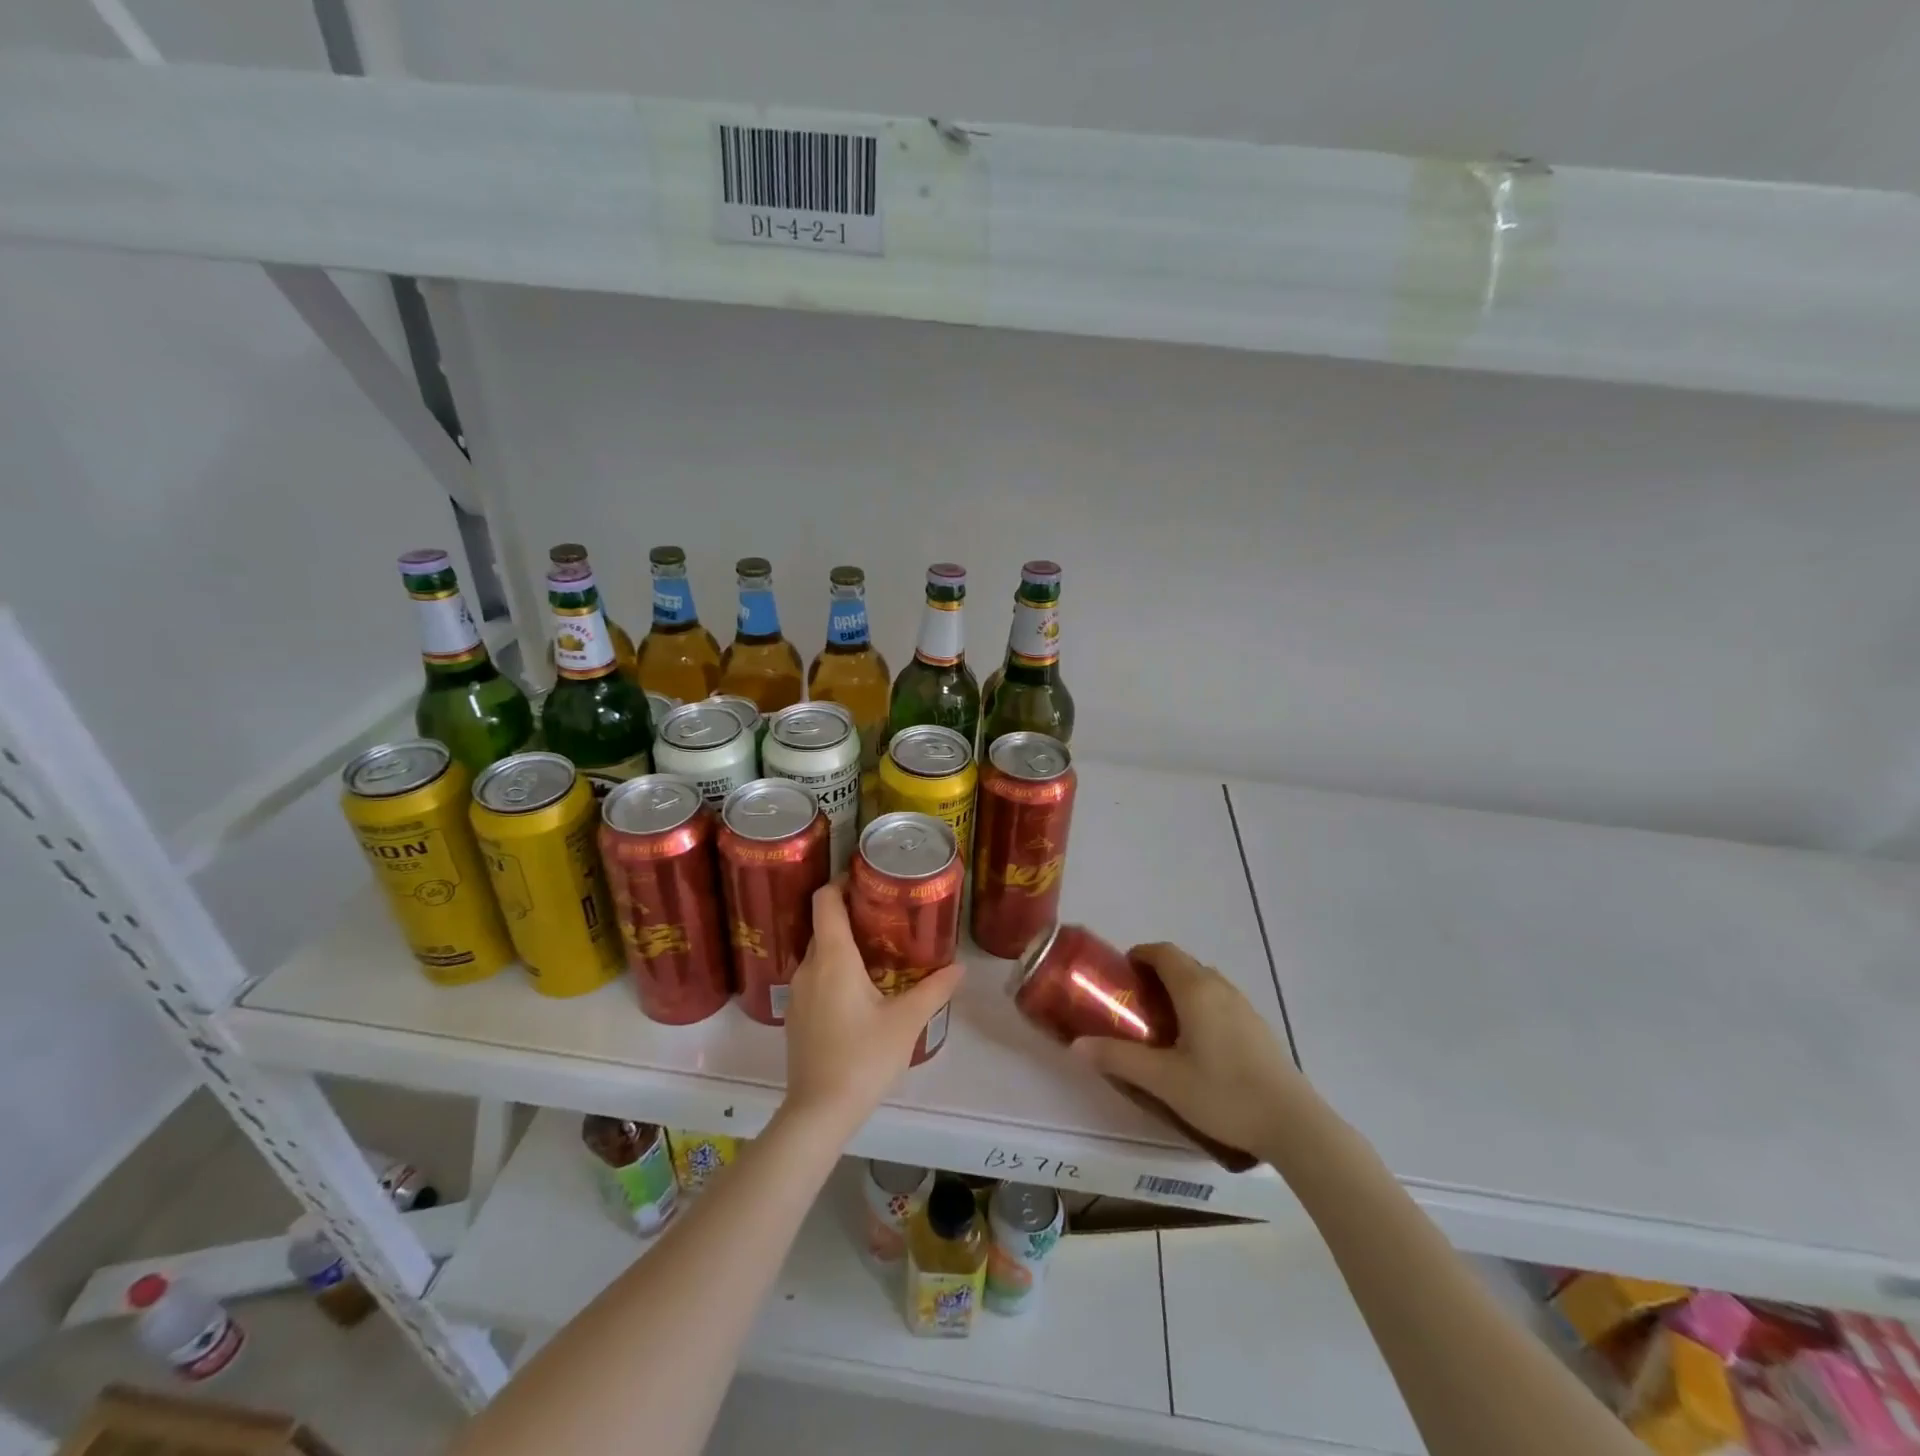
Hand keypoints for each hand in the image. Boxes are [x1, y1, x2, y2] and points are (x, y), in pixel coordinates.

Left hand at [783, 880, 962, 1130]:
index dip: (840, 882)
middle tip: (886, 914)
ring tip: (880, 949)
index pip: (824, 900)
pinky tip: (861, 988)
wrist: (819, 1112)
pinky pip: (816, 976)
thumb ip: (934, 990)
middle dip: (851, 913)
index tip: (866, 879)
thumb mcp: (906, 1021)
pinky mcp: (797, 1016)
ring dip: (844, 943)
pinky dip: (835, 969)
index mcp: (833, 958)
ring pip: (820, 952)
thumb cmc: (864, 1057)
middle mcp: (809, 967)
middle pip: (824, 925)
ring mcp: (799, 993)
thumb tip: (960, 968)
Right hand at [1074, 943, 1308, 1161]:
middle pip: (1183, 964)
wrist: (1293, 1124)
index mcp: (1195, 989)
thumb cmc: (1223, 1093)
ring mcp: (1244, 1006)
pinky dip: (1200, 1006)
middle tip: (1135, 1003)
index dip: (1139, 955)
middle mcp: (1220, 988)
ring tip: (1162, 1024)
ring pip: (1204, 983)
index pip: (1163, 952)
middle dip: (1156, 974)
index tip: (1121, 975)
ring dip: (1180, 990)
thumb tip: (1077, 1046)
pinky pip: (1220, 1001)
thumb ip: (1118, 1059)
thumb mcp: (1163, 1080)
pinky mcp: (1258, 1027)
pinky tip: (1197, 1045)